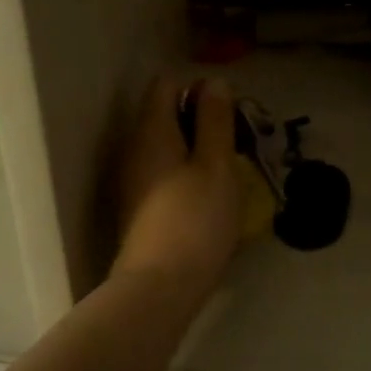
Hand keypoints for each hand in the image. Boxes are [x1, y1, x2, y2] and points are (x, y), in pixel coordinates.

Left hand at [113, 75, 242, 300]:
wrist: (159, 288)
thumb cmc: (195, 220)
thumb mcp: (216, 165)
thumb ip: (215, 120)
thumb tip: (213, 81)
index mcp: (152, 131)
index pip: (167, 84)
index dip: (199, 88)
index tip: (229, 111)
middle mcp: (135, 149)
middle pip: (165, 114)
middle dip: (201, 119)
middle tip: (236, 142)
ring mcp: (133, 180)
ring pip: (167, 146)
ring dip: (197, 149)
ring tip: (229, 170)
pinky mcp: (139, 207)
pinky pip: (164, 172)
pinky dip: (187, 173)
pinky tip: (210, 197)